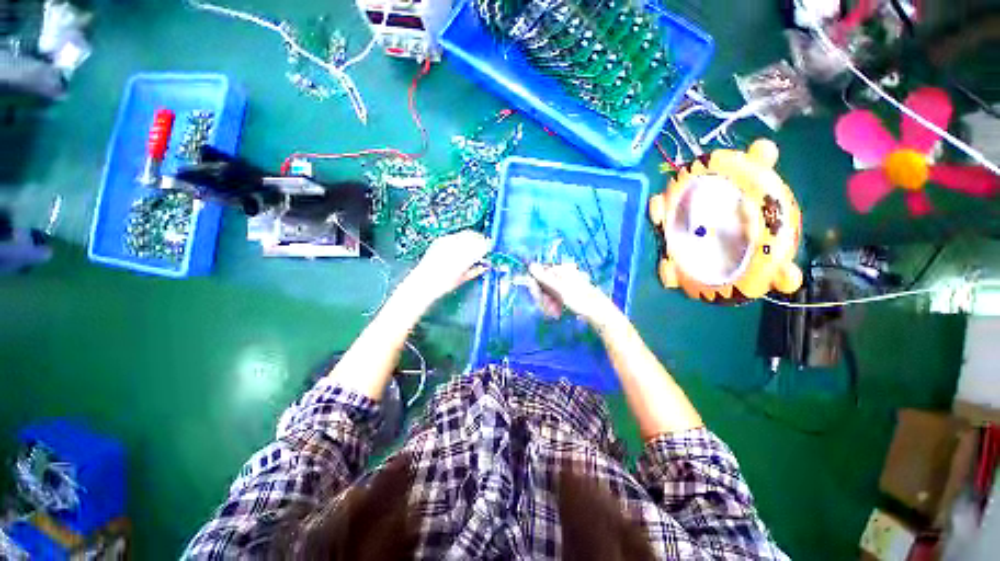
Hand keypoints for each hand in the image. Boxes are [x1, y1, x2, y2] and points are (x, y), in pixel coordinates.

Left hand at [399, 230, 490, 306]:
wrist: (422, 283)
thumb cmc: (443, 285)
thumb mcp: (462, 279)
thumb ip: (476, 270)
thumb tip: (485, 266)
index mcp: (464, 257)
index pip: (481, 246)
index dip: (487, 246)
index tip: (490, 249)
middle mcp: (456, 246)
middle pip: (474, 236)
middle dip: (481, 240)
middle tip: (485, 246)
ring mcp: (447, 242)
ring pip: (466, 234)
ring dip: (472, 238)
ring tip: (474, 246)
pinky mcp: (440, 241)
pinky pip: (456, 236)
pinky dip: (462, 239)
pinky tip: (461, 247)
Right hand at [528, 263, 620, 324]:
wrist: (598, 312)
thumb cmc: (580, 299)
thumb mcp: (560, 288)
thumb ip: (544, 277)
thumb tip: (530, 265)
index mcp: (562, 268)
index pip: (540, 273)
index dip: (536, 287)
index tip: (538, 298)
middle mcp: (563, 273)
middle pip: (544, 283)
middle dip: (543, 297)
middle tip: (548, 308)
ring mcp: (566, 283)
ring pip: (549, 292)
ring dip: (548, 303)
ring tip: (554, 313)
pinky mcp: (568, 292)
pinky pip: (555, 296)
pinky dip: (554, 304)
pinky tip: (557, 312)